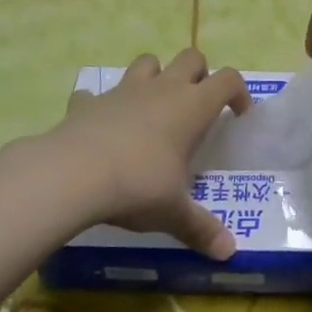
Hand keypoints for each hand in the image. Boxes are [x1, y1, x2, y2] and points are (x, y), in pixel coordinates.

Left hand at [51, 49, 249, 258]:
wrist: (73, 174)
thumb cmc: (138, 185)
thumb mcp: (173, 212)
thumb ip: (201, 228)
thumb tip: (229, 253)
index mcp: (192, 107)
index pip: (228, 79)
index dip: (239, 92)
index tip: (238, 114)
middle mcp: (162, 89)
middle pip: (191, 58)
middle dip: (199, 73)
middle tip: (196, 105)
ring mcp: (124, 90)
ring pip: (147, 63)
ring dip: (154, 76)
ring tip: (153, 105)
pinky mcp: (89, 102)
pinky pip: (97, 93)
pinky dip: (102, 104)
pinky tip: (101, 125)